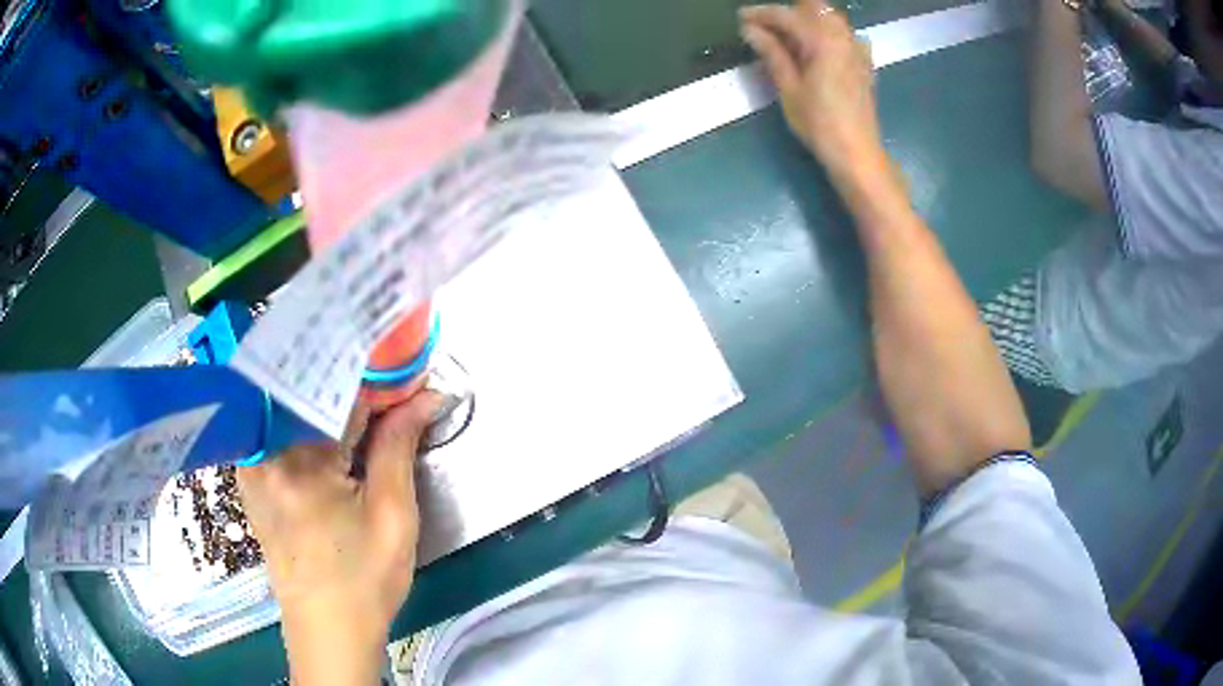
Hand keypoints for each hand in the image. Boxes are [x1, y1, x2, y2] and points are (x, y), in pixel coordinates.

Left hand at [238, 393, 440, 684]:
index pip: (342, 392)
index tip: (413, 373)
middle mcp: (264, 451)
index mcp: (298, 460)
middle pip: (312, 392)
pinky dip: (313, 423)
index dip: (382, 378)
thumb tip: (426, 397)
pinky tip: (339, 431)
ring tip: (372, 405)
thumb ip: (399, 446)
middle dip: (357, 386)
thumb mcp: (393, 515)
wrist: (327, 630)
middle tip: (396, 389)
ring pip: (296, 408)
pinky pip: (282, 431)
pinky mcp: (253, 479)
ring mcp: (253, 465)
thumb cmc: (365, 581)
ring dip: (334, 403)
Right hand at [740, 1, 884, 185]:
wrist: (857, 154)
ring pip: (831, 18)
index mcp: (823, 41)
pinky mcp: (864, 64)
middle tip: (765, 27)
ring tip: (787, 37)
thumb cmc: (819, 125)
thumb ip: (772, 53)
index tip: (741, 18)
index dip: (761, 14)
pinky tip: (816, 48)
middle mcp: (843, 38)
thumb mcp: (789, 89)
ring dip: (807, 20)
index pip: (787, 15)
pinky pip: (846, 35)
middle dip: (788, 12)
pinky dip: (828, 33)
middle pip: (814, 8)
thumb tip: (750, 29)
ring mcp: (858, 50)